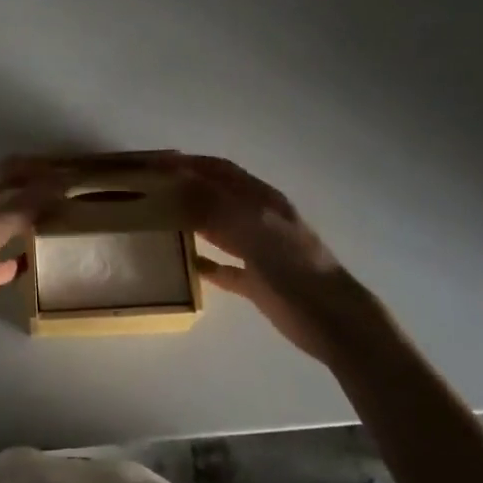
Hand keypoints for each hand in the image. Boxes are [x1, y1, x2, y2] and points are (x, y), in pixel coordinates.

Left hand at [0, 157, 64, 348]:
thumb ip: (24, 204)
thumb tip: (60, 182)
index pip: (8, 168)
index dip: (38, 166)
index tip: (69, 167)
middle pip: (7, 193)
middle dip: (36, 189)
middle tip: (70, 192)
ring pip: (3, 224)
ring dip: (28, 219)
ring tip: (58, 221)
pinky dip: (15, 258)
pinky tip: (32, 263)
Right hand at [163, 154, 365, 364]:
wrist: (332, 319)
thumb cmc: (293, 265)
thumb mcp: (253, 226)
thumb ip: (216, 203)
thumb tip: (179, 179)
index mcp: (261, 200)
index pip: (220, 170)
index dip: (190, 162)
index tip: (156, 163)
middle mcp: (258, 219)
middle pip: (217, 196)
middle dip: (186, 189)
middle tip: (151, 192)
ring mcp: (258, 251)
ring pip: (218, 229)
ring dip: (192, 222)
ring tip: (160, 221)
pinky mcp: (256, 282)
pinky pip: (224, 268)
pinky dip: (205, 263)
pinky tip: (186, 264)